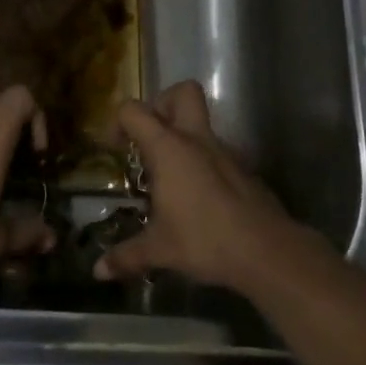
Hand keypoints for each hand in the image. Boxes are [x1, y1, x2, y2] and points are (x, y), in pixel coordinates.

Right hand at [94, 80, 298, 289]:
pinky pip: (218, 154)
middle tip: (150, 138)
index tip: (115, 149)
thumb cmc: (205, 239)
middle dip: (163, 104)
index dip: (118, 122)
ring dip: (184, 139)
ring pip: (202, 125)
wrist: (267, 251)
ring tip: (171, 180)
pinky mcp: (245, 170)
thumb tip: (99, 272)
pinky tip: (199, 200)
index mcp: (169, 148)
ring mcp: (225, 152)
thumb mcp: (159, 249)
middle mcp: (197, 140)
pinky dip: (204, 165)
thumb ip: (127, 256)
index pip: (134, 111)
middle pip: (183, 92)